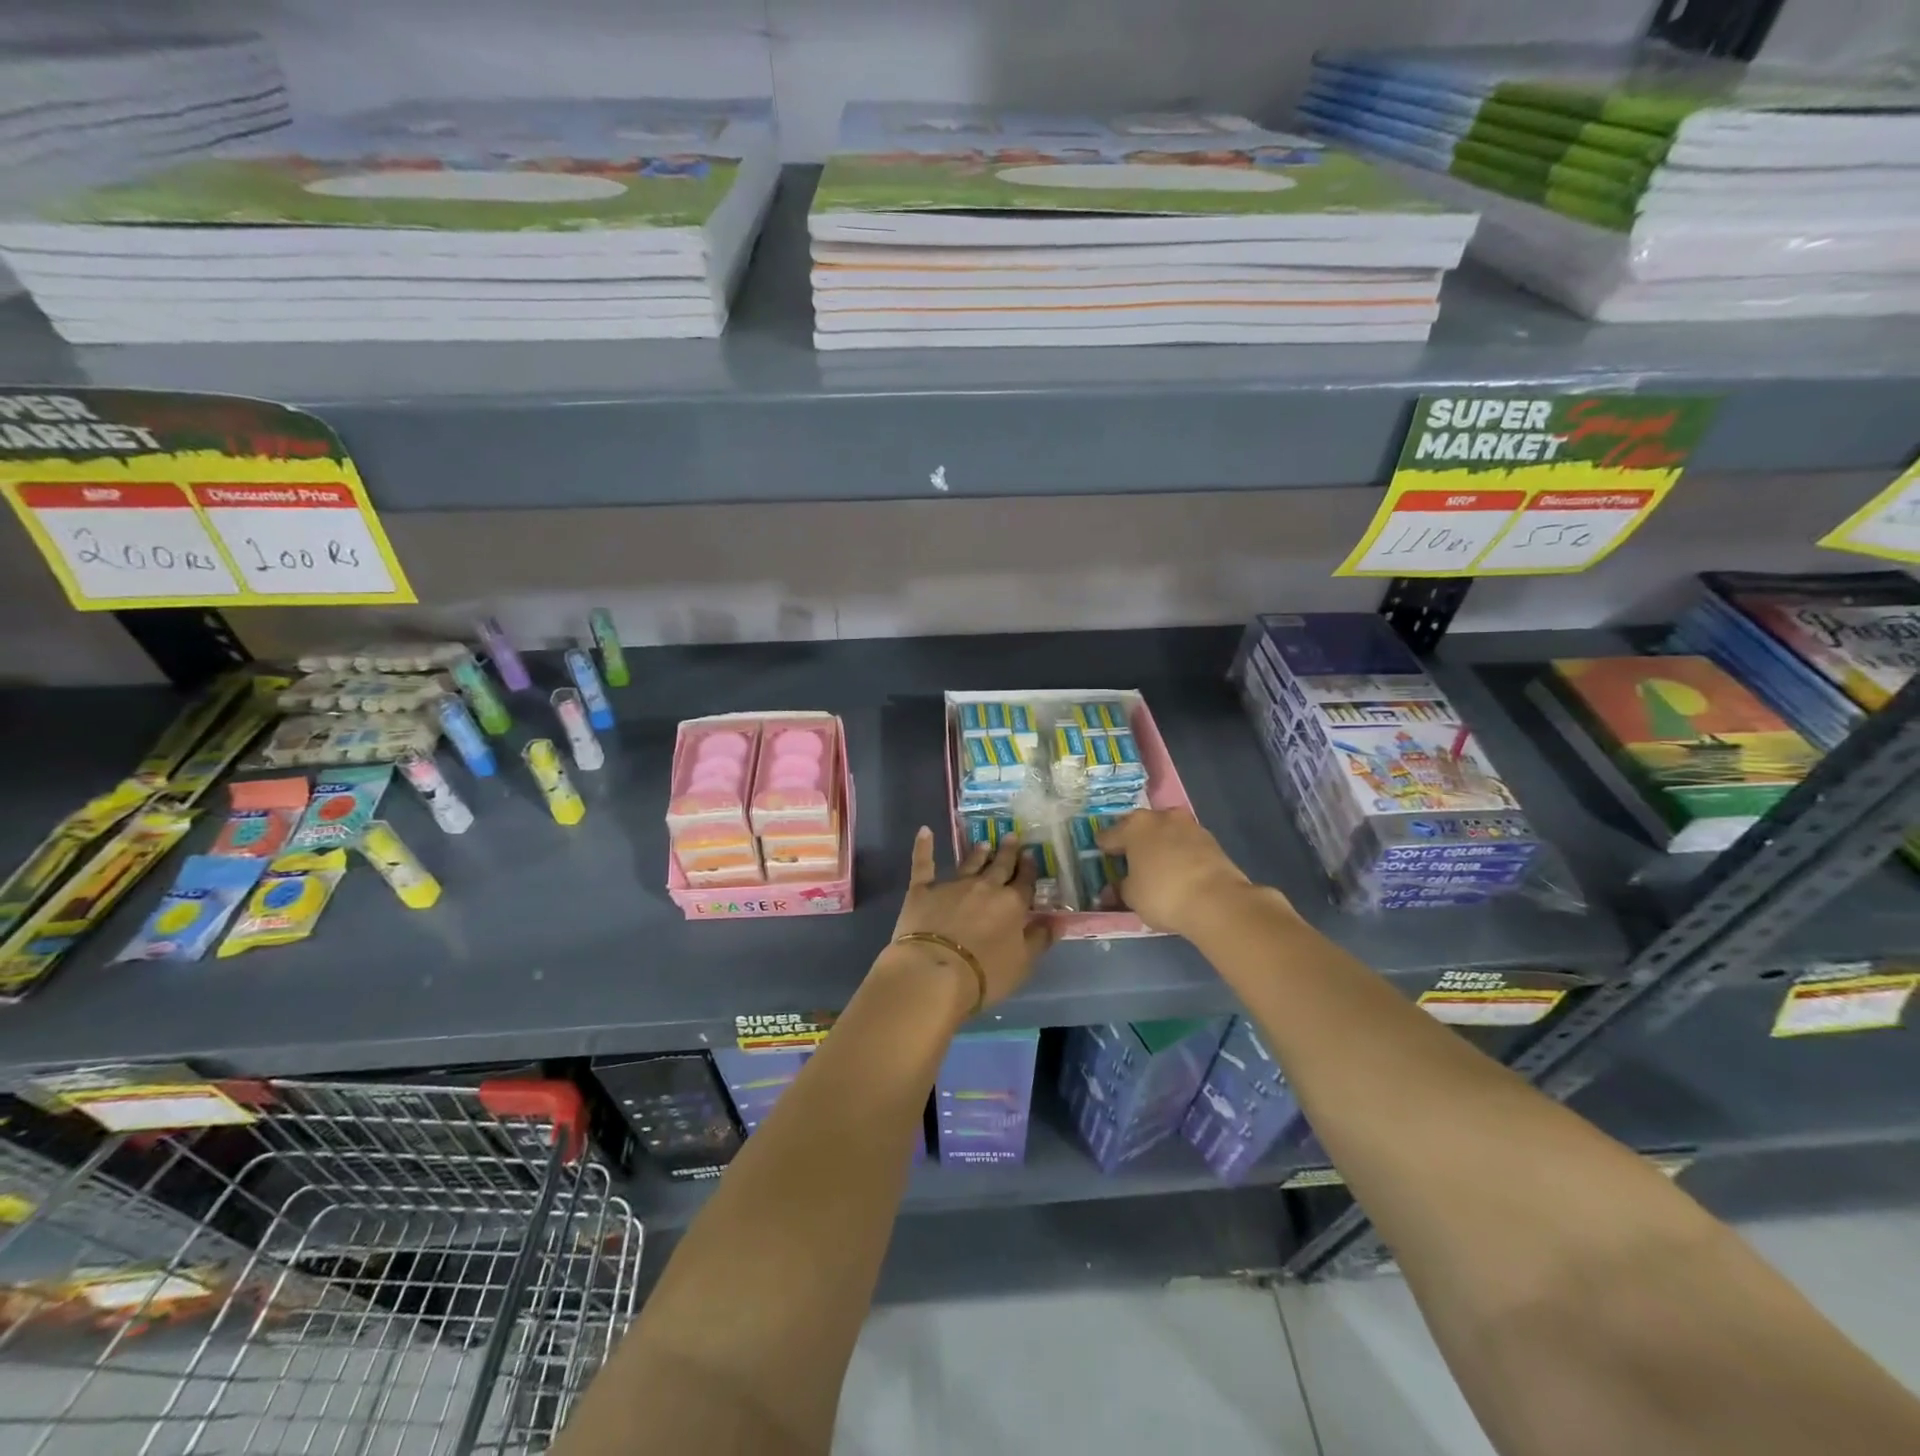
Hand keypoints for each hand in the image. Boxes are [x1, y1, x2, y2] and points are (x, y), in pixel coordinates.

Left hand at [886, 828, 1053, 1010]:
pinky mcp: (922, 890)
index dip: (1029, 869)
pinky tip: (925, 831)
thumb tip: (1057, 920)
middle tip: (1012, 837)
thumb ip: (1039, 939)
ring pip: (969, 863)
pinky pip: (923, 864)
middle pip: (1000, 866)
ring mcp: (953, 885)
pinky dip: (923, 847)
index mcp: (1012, 904)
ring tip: (984, 842)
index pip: (1024, 883)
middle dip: (1007, 852)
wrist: (935, 971)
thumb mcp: (1023, 963)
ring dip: (978, 853)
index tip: (1031, 855)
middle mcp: (985, 887)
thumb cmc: (985, 974)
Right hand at [1097, 808, 1272, 938]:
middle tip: (1130, 860)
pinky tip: (1179, 870)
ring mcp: (1188, 825)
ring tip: (1157, 865)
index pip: (1109, 835)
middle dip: (1134, 842)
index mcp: (1134, 827)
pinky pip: (1185, 843)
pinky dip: (1179, 853)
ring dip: (1159, 845)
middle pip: (1139, 828)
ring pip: (1165, 832)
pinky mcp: (1210, 838)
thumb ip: (1120, 889)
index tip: (1102, 857)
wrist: (1217, 900)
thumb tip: (1113, 889)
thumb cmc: (1163, 894)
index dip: (1103, 848)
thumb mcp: (1132, 897)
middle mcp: (1160, 817)